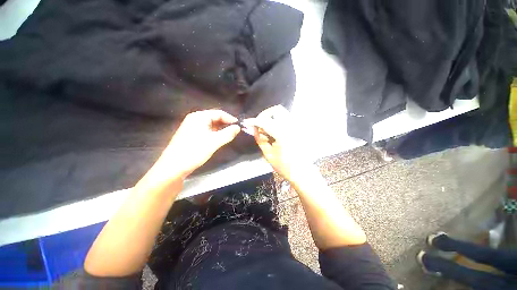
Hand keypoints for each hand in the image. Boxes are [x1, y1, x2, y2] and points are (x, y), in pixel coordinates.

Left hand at [159, 109, 240, 177]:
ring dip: (220, 130)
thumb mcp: (214, 142)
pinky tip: (218, 140)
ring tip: (228, 136)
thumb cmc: (194, 151)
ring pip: (210, 125)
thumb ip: (228, 133)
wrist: (173, 167)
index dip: (230, 119)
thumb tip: (238, 127)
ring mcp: (192, 127)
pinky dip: (214, 134)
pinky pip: (206, 130)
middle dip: (225, 124)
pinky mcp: (191, 135)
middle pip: (214, 118)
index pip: (219, 113)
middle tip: (235, 132)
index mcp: (199, 117)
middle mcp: (195, 119)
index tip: (239, 126)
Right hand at [244, 105, 309, 181]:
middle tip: (259, 125)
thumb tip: (254, 128)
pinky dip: (279, 121)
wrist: (302, 172)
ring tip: (267, 129)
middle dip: (265, 115)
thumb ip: (260, 139)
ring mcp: (298, 126)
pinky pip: (288, 119)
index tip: (246, 122)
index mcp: (283, 134)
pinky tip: (275, 132)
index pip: (265, 121)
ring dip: (272, 117)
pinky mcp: (300, 129)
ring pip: (283, 113)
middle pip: (276, 110)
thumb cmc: (284, 166)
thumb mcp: (268, 154)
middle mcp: (292, 126)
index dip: (254, 121)